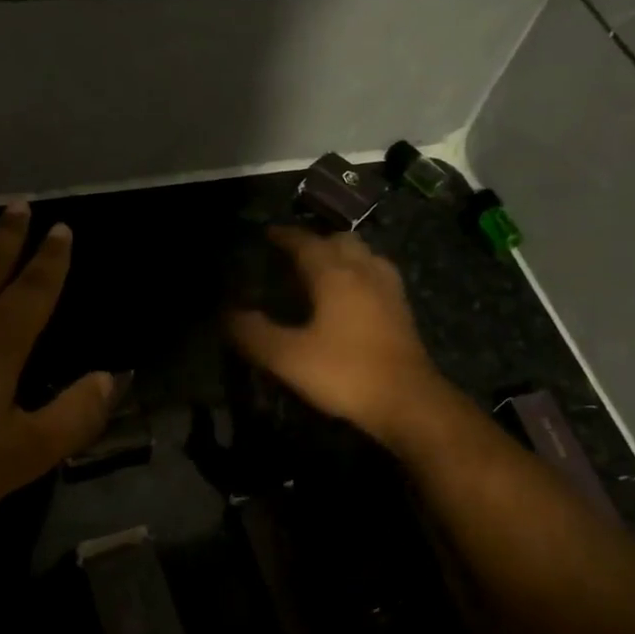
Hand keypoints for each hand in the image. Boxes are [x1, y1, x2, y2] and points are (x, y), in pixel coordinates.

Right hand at [227, 226, 443, 445]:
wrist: (407, 400)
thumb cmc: (344, 373)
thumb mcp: (288, 357)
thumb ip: (254, 334)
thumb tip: (228, 314)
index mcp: (334, 275)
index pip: (305, 243)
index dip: (284, 236)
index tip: (268, 233)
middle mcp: (364, 271)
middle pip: (340, 240)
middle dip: (316, 241)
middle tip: (295, 253)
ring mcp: (388, 289)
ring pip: (364, 255)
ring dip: (343, 254)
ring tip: (325, 269)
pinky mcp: (402, 310)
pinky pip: (378, 275)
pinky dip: (361, 273)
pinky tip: (355, 294)